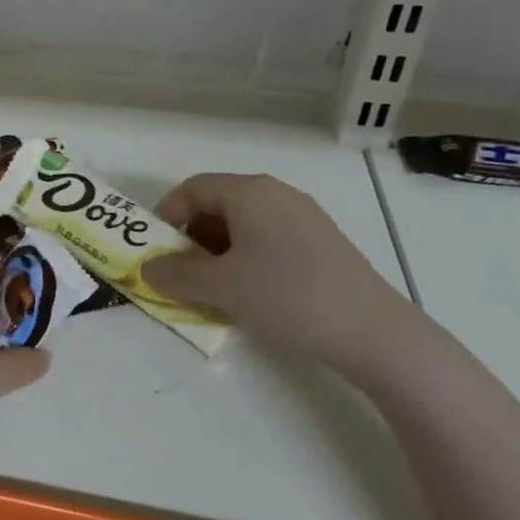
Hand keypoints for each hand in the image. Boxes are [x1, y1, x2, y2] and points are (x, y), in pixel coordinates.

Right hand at [142, 173, 421, 382]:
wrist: (372, 331)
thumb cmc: (286, 296)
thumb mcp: (219, 287)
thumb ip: (174, 275)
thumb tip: (147, 270)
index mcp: (249, 192)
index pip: (192, 188)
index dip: (166, 215)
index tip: (156, 250)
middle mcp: (276, 193)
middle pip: (217, 203)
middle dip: (190, 236)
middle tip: (181, 272)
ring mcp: (303, 215)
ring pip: (243, 222)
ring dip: (217, 249)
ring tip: (213, 286)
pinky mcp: (321, 240)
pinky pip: (268, 236)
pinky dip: (246, 256)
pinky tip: (251, 290)